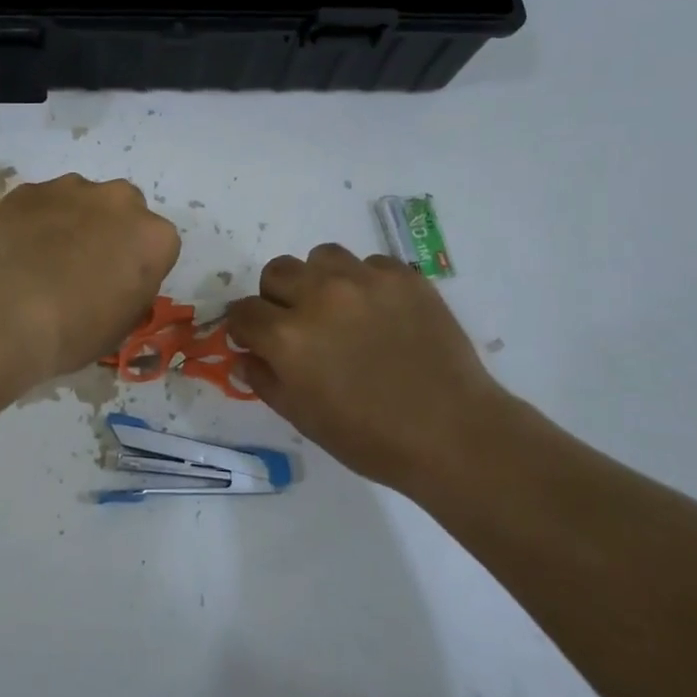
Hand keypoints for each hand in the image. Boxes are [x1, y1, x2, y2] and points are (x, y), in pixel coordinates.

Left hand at [0, 174, 180, 379]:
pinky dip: (35, 219)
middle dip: (110, 230)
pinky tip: (17, 250)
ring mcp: (71, 188)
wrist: (3, 316)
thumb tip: (118, 281)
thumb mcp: (121, 325)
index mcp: (154, 237)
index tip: (118, 286)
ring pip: (81, 199)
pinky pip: (41, 202)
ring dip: (72, 220)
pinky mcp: (30, 189)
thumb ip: (132, 290)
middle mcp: (120, 200)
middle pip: (123, 210)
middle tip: (84, 265)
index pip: (158, 245)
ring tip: (44, 257)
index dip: (137, 266)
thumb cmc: (73, 331)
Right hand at [227, 244, 515, 491]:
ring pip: (321, 257)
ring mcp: (364, 280)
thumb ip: (265, 380)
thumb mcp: (304, 419)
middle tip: (298, 324)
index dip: (246, 328)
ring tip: (339, 309)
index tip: (257, 340)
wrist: (453, 433)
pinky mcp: (403, 276)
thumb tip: (245, 355)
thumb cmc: (371, 438)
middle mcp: (320, 295)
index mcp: (288, 336)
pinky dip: (364, 282)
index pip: (244, 311)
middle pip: (276, 272)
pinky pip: (368, 263)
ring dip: (318, 279)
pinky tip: (380, 313)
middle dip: (277, 297)